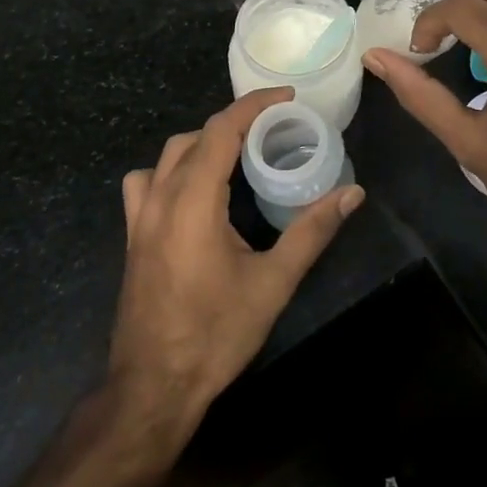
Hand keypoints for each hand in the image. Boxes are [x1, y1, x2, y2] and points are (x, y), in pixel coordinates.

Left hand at [110, 88, 364, 431]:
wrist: (153, 387)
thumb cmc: (215, 333)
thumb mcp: (272, 283)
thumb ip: (312, 231)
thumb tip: (352, 193)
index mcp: (194, 200)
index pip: (221, 130)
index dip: (254, 105)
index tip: (287, 98)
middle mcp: (161, 197)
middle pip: (196, 136)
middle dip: (234, 123)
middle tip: (273, 130)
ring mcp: (140, 217)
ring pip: (168, 155)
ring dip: (202, 143)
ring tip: (236, 156)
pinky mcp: (133, 236)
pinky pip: (145, 182)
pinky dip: (170, 170)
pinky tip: (191, 192)